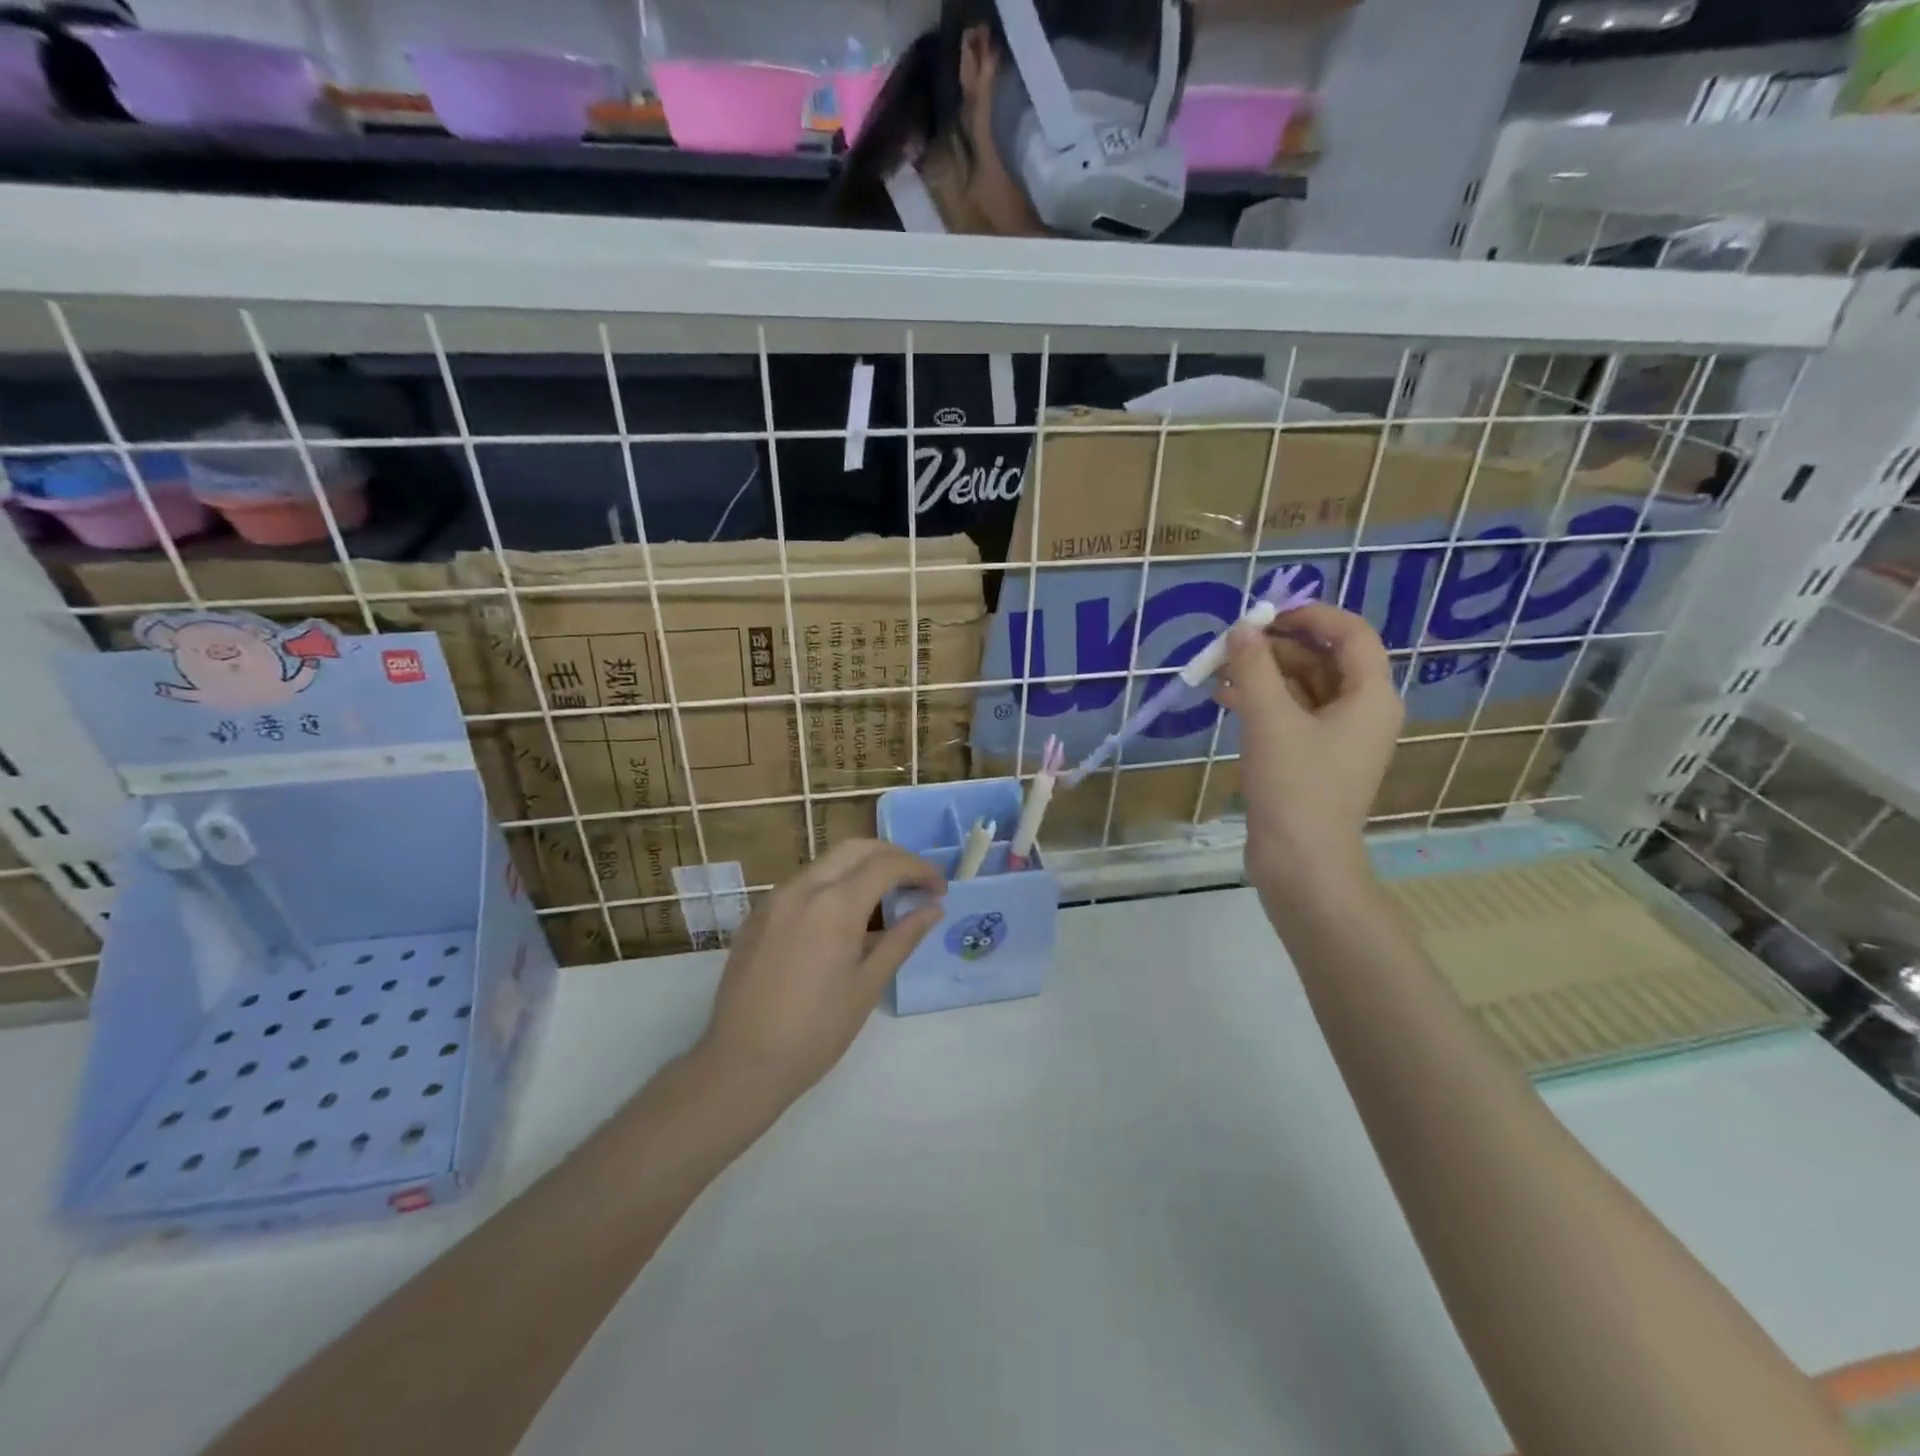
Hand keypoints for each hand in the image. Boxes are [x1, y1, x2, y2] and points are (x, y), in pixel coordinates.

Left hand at [697, 840, 944, 1111]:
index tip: (940, 889)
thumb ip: (902, 939)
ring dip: (861, 868)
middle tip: (916, 882)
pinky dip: (832, 885)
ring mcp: (774, 899)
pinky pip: (803, 884)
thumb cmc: (816, 1032)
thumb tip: (932, 909)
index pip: (887, 865)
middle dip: (892, 856)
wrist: (741, 1064)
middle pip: (856, 849)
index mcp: (834, 905)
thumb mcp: (867, 986)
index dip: (920, 870)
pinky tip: (843, 918)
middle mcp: (802, 888)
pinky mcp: (758, 916)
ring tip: (885, 899)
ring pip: (827, 862)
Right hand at [1217, 603, 1401, 912]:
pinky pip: (1292, 714)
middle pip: (1323, 659)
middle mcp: (1362, 711)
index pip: (1351, 634)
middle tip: (1230, 645)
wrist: (1301, 862)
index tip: (1266, 614)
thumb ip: (1254, 667)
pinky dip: (1263, 702)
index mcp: (1371, 696)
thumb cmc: (1295, 786)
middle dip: (1276, 647)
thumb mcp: (1270, 720)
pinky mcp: (1315, 758)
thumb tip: (1242, 628)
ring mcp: (1338, 737)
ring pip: (1303, 687)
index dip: (1311, 615)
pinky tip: (1225, 699)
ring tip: (1218, 672)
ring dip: (1263, 674)